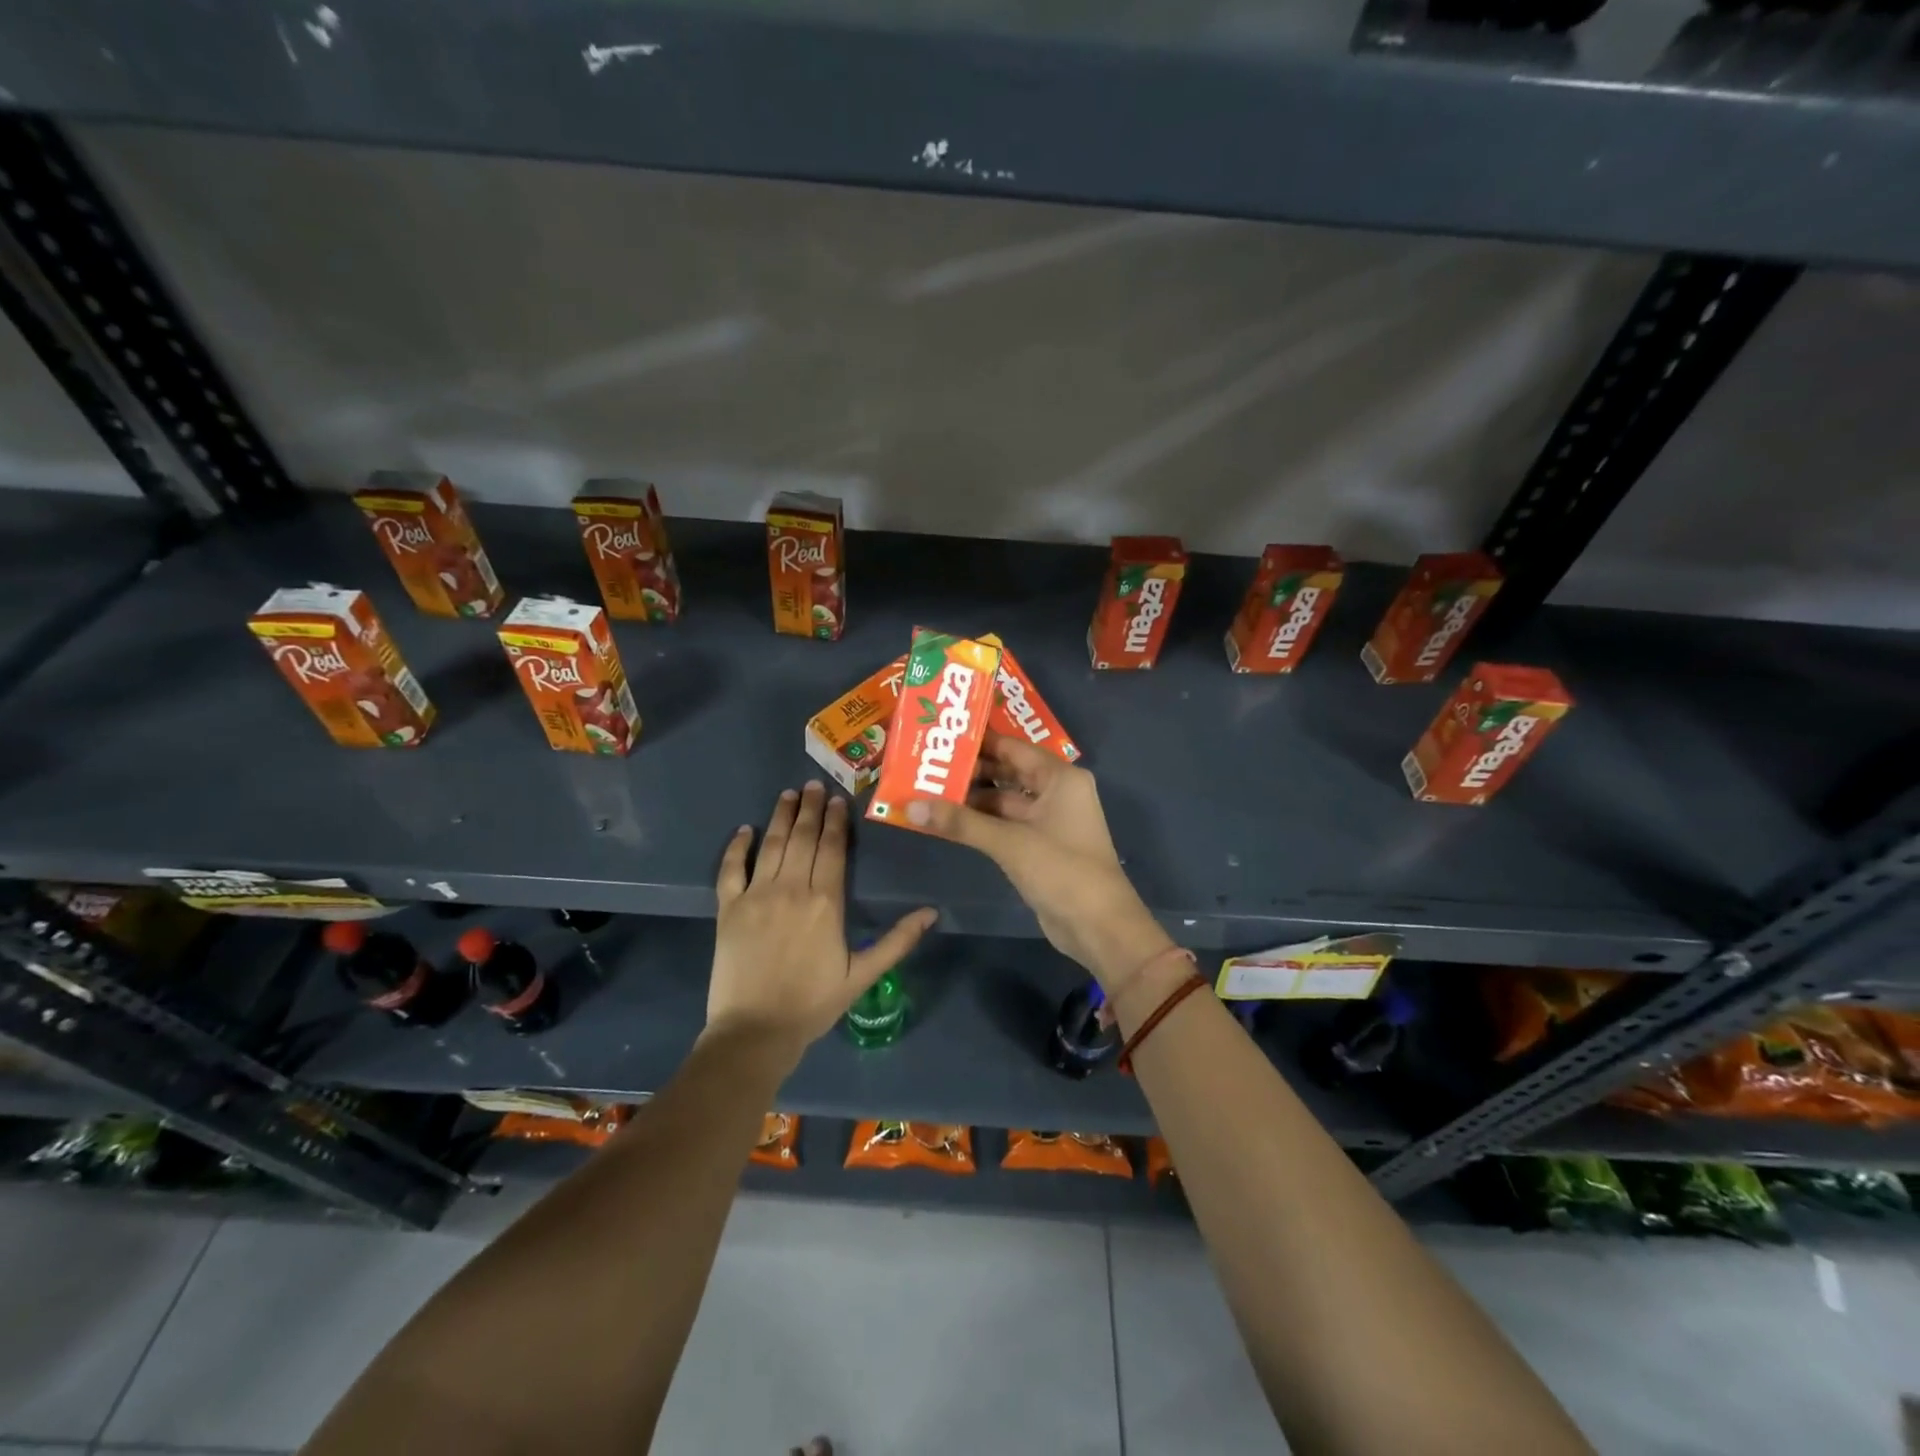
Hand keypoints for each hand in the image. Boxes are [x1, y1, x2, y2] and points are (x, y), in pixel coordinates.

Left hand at [709, 781, 935, 1061]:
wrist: (755, 1032)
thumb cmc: (813, 1003)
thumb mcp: (862, 975)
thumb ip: (897, 941)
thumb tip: (933, 913)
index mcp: (826, 902)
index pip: (833, 849)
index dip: (836, 821)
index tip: (838, 800)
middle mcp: (792, 888)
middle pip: (803, 838)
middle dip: (810, 808)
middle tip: (814, 784)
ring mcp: (757, 895)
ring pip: (771, 845)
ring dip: (780, 816)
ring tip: (788, 794)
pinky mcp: (729, 909)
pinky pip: (730, 869)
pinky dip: (736, 847)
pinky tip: (744, 830)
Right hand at [907, 734, 1174, 999]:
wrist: (1098, 926)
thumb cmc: (1061, 870)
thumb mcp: (1009, 842)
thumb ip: (961, 822)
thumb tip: (912, 806)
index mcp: (1060, 777)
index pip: (1013, 747)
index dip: (977, 742)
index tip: (939, 738)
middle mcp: (1056, 792)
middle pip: (1007, 772)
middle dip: (970, 772)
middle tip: (926, 766)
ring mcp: (1048, 820)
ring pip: (1004, 801)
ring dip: (971, 799)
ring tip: (928, 791)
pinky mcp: (1039, 846)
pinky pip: (1005, 825)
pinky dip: (980, 822)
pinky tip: (947, 821)